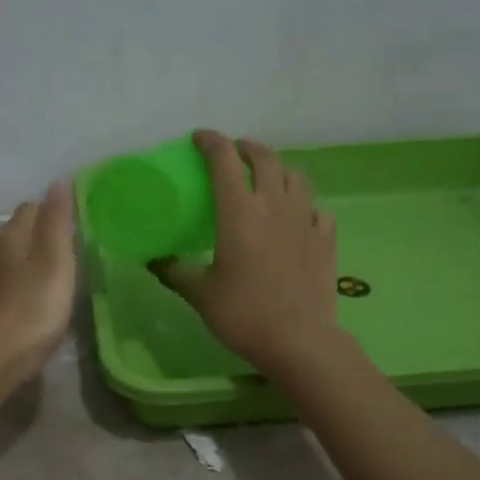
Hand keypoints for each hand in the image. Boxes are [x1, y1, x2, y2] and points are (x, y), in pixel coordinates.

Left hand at [0, 183, 77, 391]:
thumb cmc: (32, 309)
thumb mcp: (56, 262)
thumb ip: (58, 221)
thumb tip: (59, 181)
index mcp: (10, 234)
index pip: (32, 208)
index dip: (53, 214)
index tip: (74, 230)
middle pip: (13, 229)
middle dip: (35, 234)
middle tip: (62, 253)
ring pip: (1, 255)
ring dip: (20, 258)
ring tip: (44, 274)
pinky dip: (10, 282)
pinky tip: (22, 298)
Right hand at [153, 131, 340, 377]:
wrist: (299, 341)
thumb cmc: (243, 314)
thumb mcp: (200, 294)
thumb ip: (175, 271)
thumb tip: (153, 260)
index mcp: (239, 212)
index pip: (224, 160)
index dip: (211, 142)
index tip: (199, 138)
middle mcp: (274, 205)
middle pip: (265, 158)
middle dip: (247, 147)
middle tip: (234, 152)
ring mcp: (305, 220)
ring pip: (295, 176)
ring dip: (278, 168)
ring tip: (266, 177)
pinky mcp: (325, 238)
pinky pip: (317, 208)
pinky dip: (304, 204)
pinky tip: (298, 216)